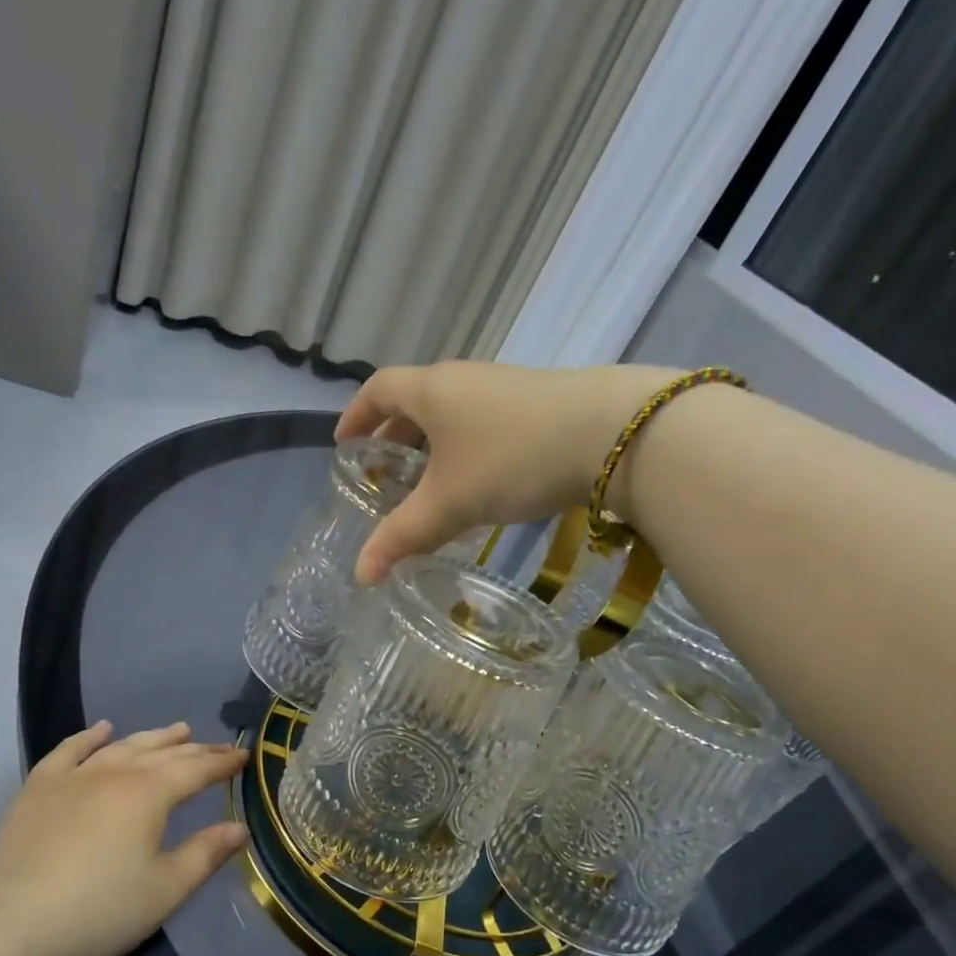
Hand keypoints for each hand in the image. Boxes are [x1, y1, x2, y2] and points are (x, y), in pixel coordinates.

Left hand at [0, 722, 247, 955]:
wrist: (14, 930)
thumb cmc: (101, 911)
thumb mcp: (166, 888)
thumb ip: (206, 854)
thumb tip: (239, 828)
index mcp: (148, 794)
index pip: (195, 769)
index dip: (222, 763)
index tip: (243, 756)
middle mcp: (113, 774)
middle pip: (161, 754)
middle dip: (195, 749)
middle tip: (218, 746)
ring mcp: (71, 778)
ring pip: (120, 747)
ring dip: (152, 737)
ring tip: (176, 730)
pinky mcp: (37, 791)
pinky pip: (67, 752)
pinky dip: (88, 737)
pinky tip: (101, 730)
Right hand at [335, 360, 682, 584]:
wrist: (612, 434)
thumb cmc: (512, 459)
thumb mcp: (450, 503)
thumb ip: (403, 536)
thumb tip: (360, 575)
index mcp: (431, 390)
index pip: (378, 390)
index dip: (356, 416)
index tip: (343, 444)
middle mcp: (463, 380)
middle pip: (415, 402)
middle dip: (393, 437)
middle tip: (383, 474)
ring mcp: (503, 389)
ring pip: (452, 415)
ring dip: (432, 447)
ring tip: (427, 486)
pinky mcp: (537, 405)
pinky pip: (482, 425)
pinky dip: (464, 451)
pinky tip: (477, 485)